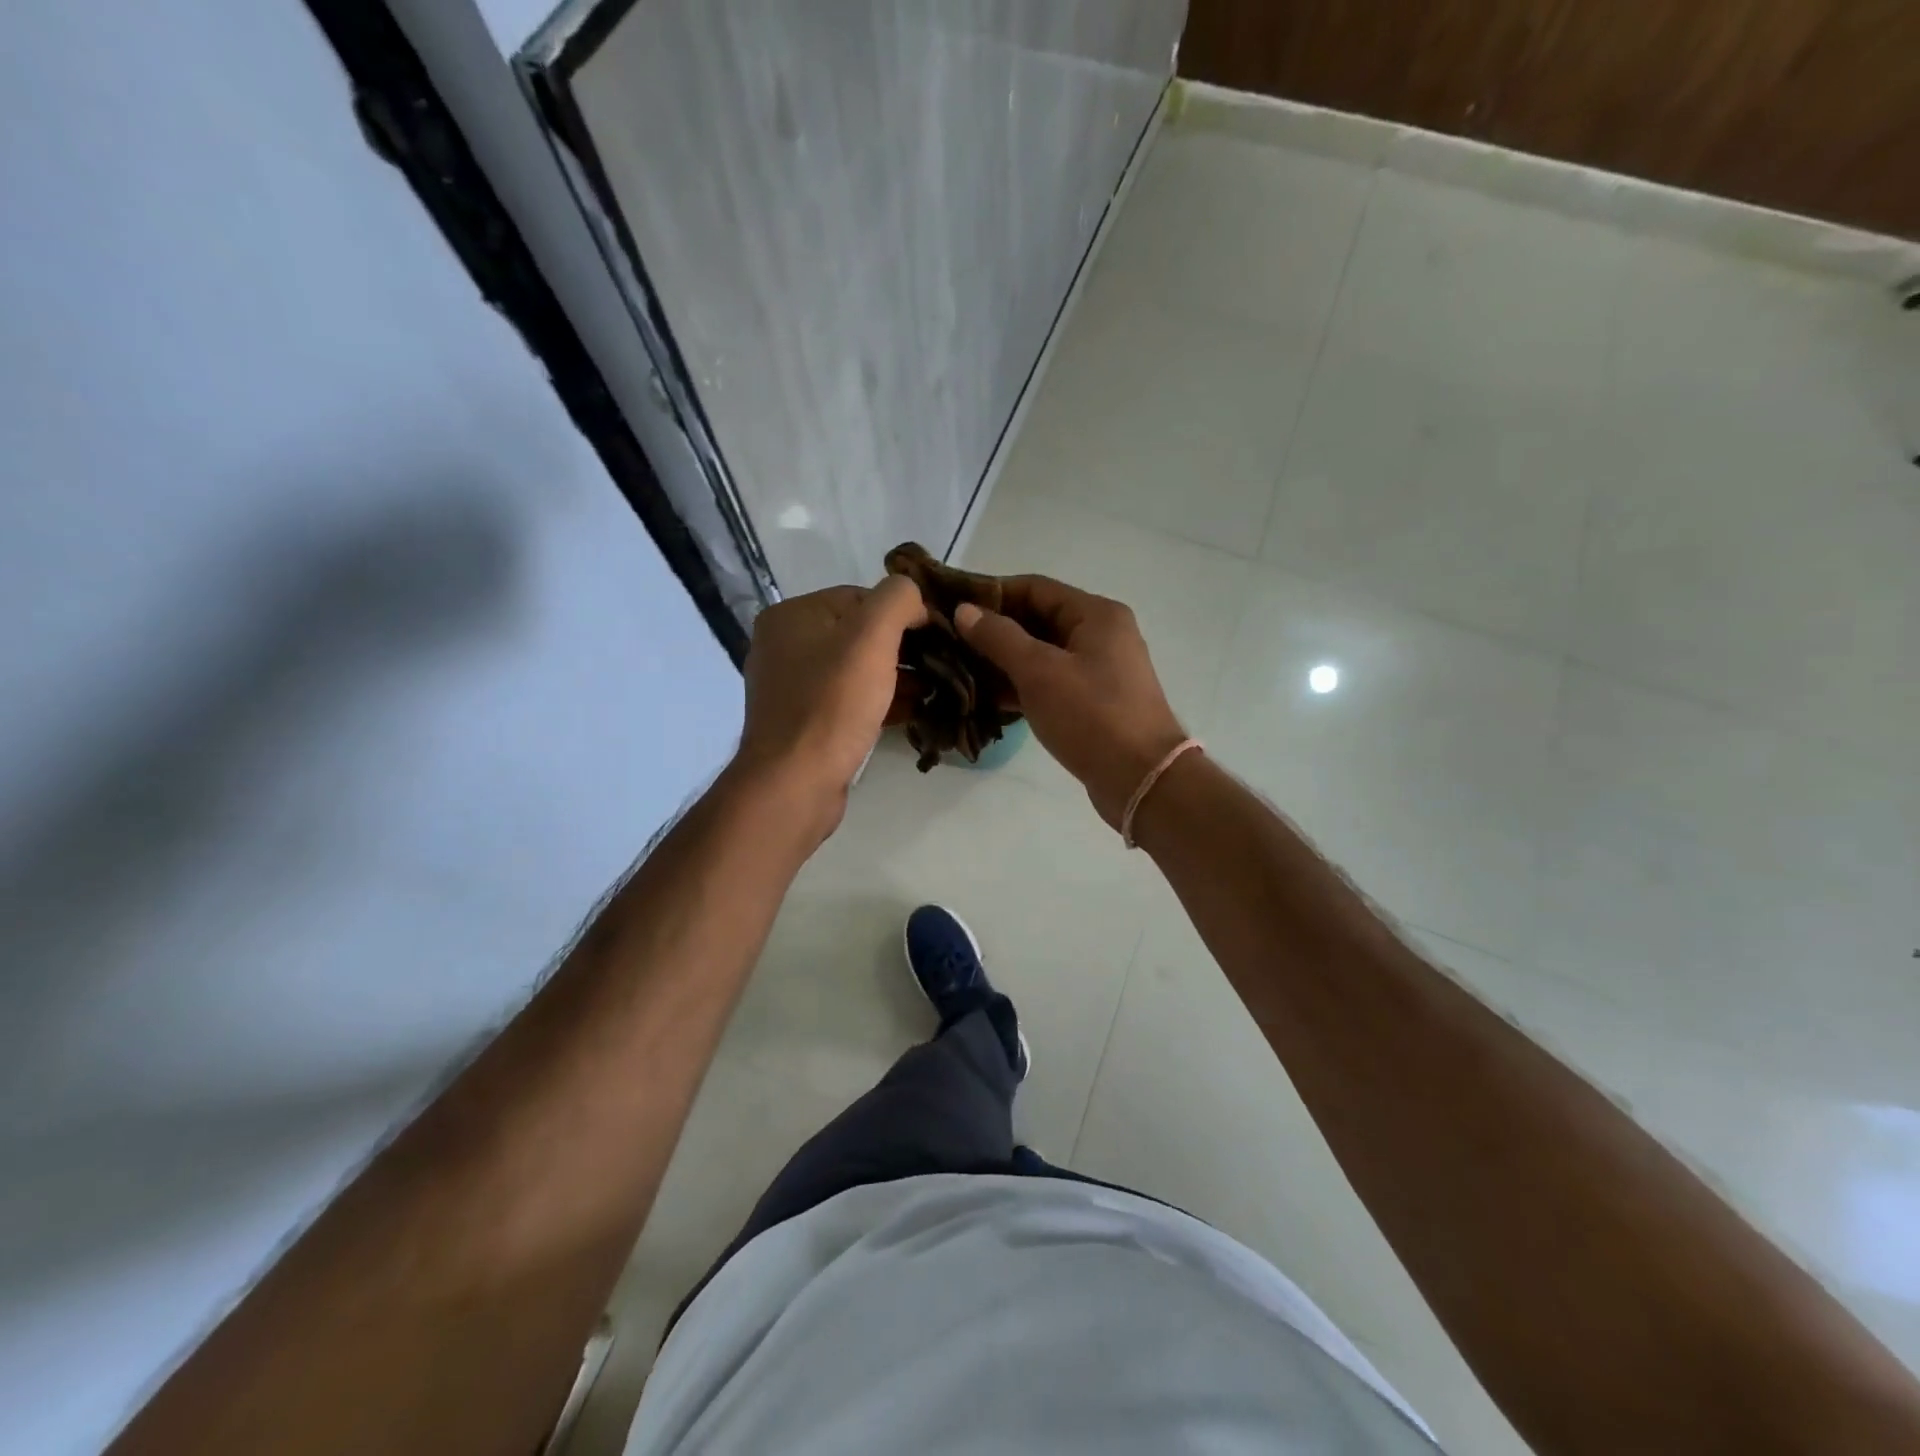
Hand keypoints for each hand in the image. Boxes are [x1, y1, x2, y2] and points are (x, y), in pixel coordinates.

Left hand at [733, 578, 927, 830]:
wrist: (795, 782)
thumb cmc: (832, 703)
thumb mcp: (872, 636)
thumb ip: (897, 599)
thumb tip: (914, 597)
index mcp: (792, 615)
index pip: (860, 597)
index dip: (903, 613)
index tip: (937, 636)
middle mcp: (785, 645)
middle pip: (858, 634)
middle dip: (902, 648)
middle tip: (941, 666)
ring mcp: (792, 687)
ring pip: (855, 670)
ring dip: (895, 677)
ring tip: (933, 690)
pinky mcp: (804, 723)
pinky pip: (848, 700)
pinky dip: (878, 702)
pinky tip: (910, 712)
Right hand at [955, 576, 1186, 828]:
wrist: (1142, 779)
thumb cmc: (1091, 716)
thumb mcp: (1039, 672)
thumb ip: (999, 638)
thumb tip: (964, 610)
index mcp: (1096, 614)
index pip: (1035, 588)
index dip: (992, 593)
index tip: (952, 606)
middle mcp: (1102, 635)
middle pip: (1039, 619)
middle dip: (995, 630)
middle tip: (951, 641)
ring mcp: (1100, 671)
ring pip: (1043, 654)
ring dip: (1005, 661)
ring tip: (961, 669)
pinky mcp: (1094, 703)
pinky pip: (1051, 682)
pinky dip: (1022, 686)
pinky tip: (989, 698)